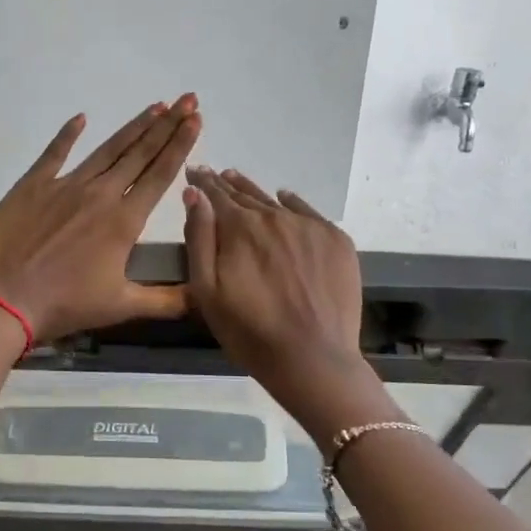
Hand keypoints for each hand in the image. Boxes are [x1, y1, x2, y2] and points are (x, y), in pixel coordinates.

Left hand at [0, 95, 201, 342]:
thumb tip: (204, 297)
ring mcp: (64, 185)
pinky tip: (81, 118)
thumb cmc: (62, 304)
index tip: (196, 119)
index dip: (181, 145)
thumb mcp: (120, 307)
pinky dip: (68, 134)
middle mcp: (99, 194)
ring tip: (155, 106)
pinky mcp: (32, 185)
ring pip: (106, 149)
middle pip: (139, 153)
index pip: (160, 174)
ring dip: (133, 127)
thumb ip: (166, 302)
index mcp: (124, 221)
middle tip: (187, 99)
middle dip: (167, 125)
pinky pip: (55, 152)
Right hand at [183, 167, 395, 434]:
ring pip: (274, 202)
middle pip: (244, 195)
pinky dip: (292, 203)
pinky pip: (308, 212)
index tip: (194, 171)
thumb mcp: (207, 290)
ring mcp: (309, 227)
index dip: (202, 182)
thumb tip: (194, 195)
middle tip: (214, 175)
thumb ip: (199, 238)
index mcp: (239, 228)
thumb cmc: (249, 331)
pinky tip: (284, 199)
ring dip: (254, 192)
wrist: (313, 359)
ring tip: (238, 180)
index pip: (215, 195)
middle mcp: (275, 217)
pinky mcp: (336, 241)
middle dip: (225, 186)